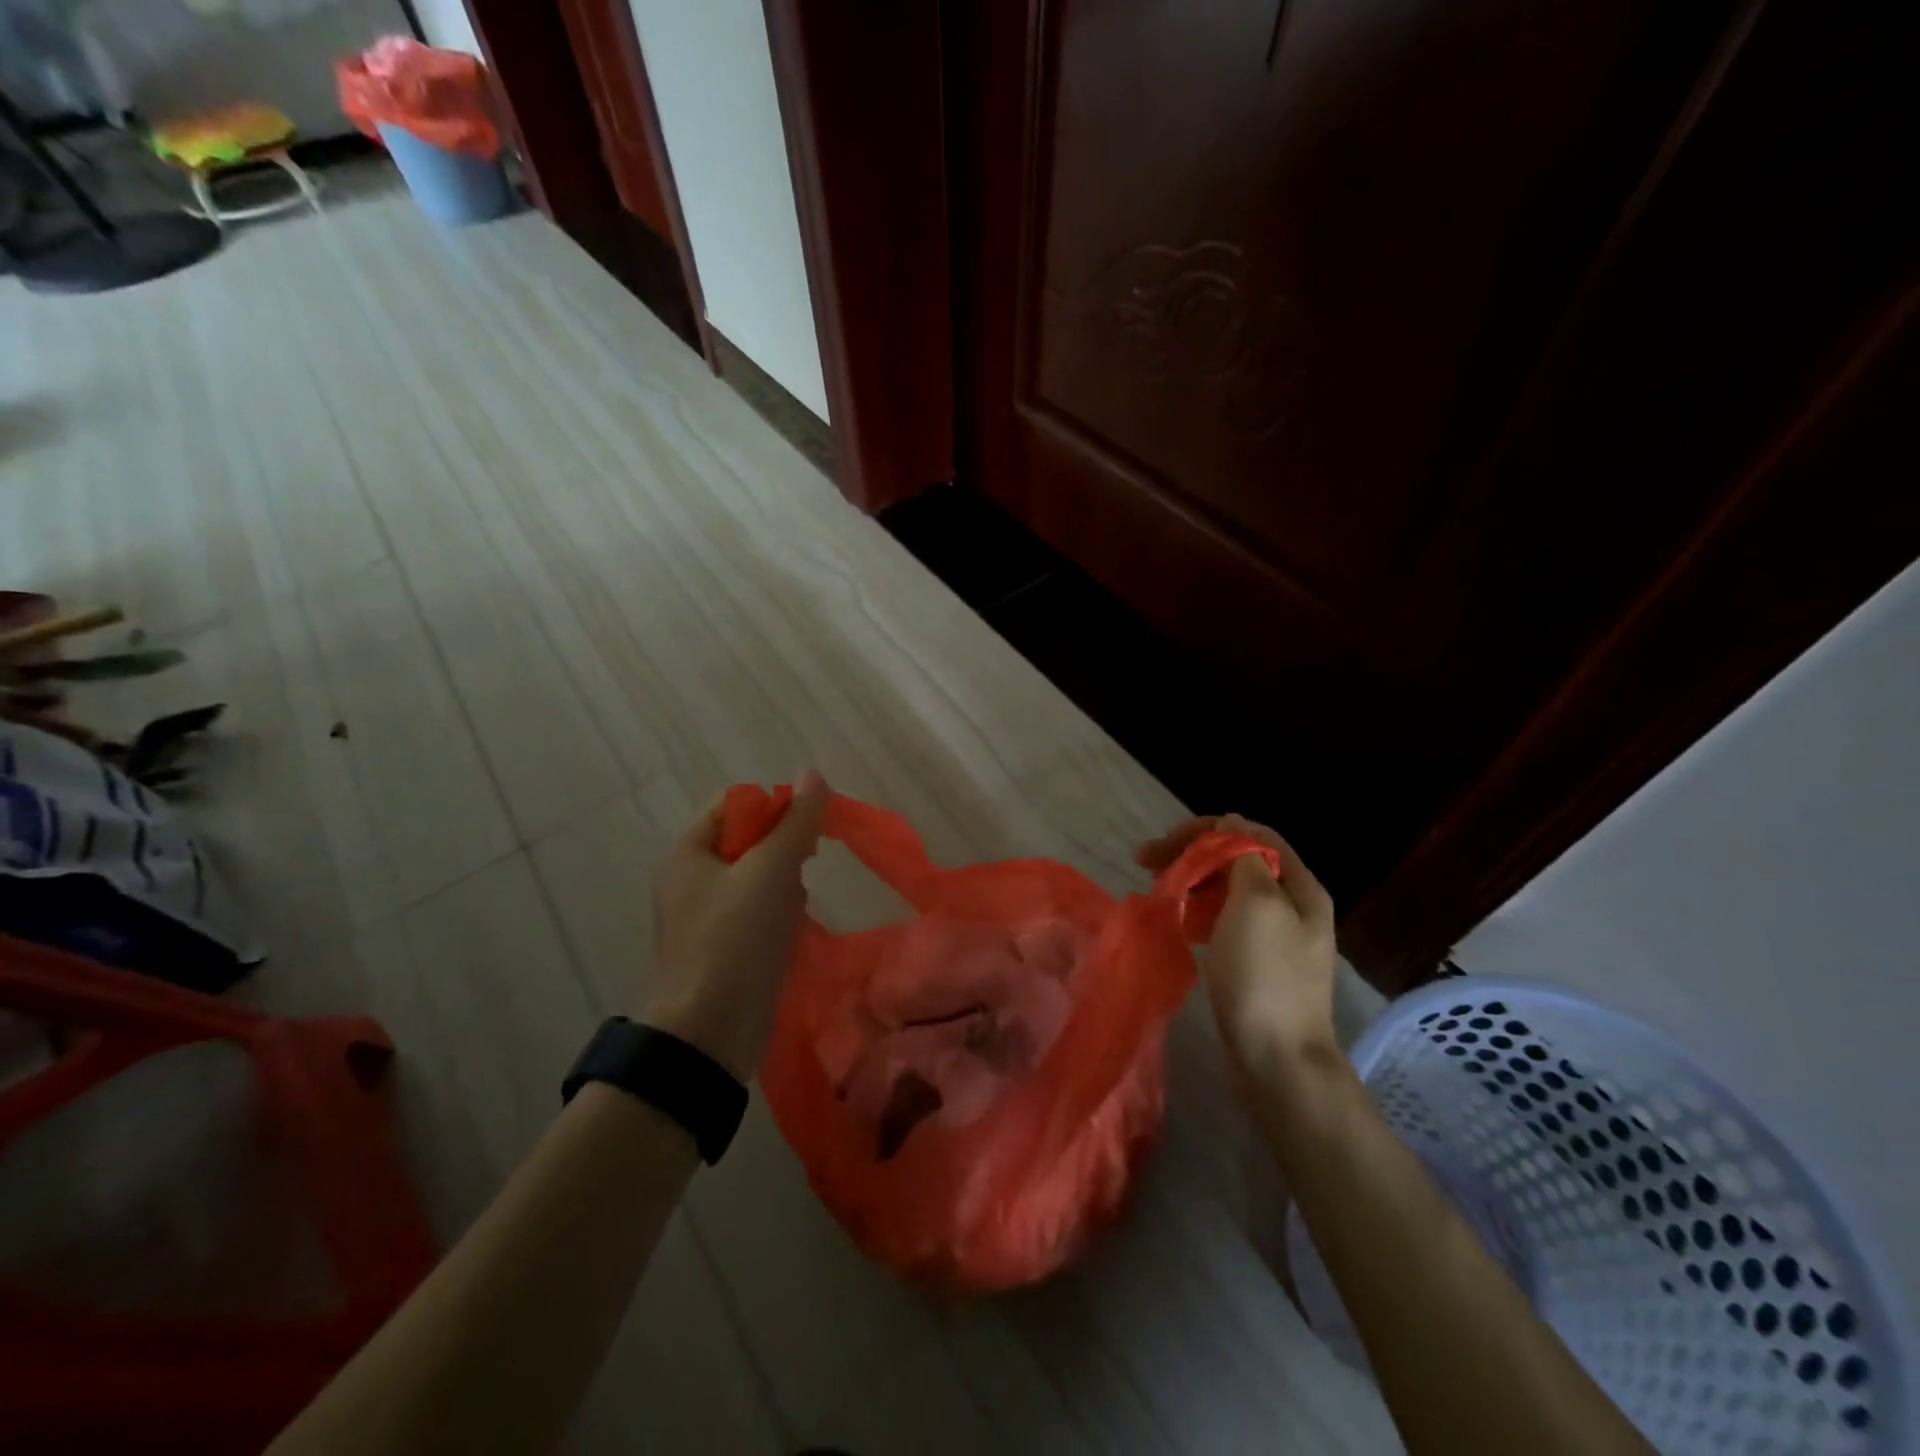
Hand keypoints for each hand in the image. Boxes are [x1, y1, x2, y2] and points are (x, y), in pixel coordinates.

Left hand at [645, 770, 828, 1080]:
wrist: (711, 1031)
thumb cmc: (736, 938)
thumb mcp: (771, 870)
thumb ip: (797, 821)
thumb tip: (814, 774)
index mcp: (688, 853)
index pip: (734, 804)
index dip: (773, 806)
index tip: (806, 827)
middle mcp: (690, 879)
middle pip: (748, 839)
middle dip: (783, 848)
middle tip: (806, 865)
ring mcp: (706, 915)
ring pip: (757, 877)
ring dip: (785, 882)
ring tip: (796, 903)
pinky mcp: (723, 946)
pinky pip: (757, 911)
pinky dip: (779, 912)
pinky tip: (793, 928)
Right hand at [1136, 814, 1337, 1071]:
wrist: (1276, 1060)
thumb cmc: (1265, 976)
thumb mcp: (1256, 904)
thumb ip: (1243, 857)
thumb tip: (1231, 824)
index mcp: (1298, 886)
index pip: (1251, 834)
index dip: (1207, 829)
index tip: (1166, 842)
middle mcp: (1290, 905)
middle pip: (1237, 860)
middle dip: (1192, 853)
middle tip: (1145, 861)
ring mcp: (1272, 937)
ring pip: (1226, 890)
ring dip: (1191, 880)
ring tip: (1155, 887)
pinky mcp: (1253, 963)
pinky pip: (1222, 921)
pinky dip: (1196, 912)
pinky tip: (1175, 919)